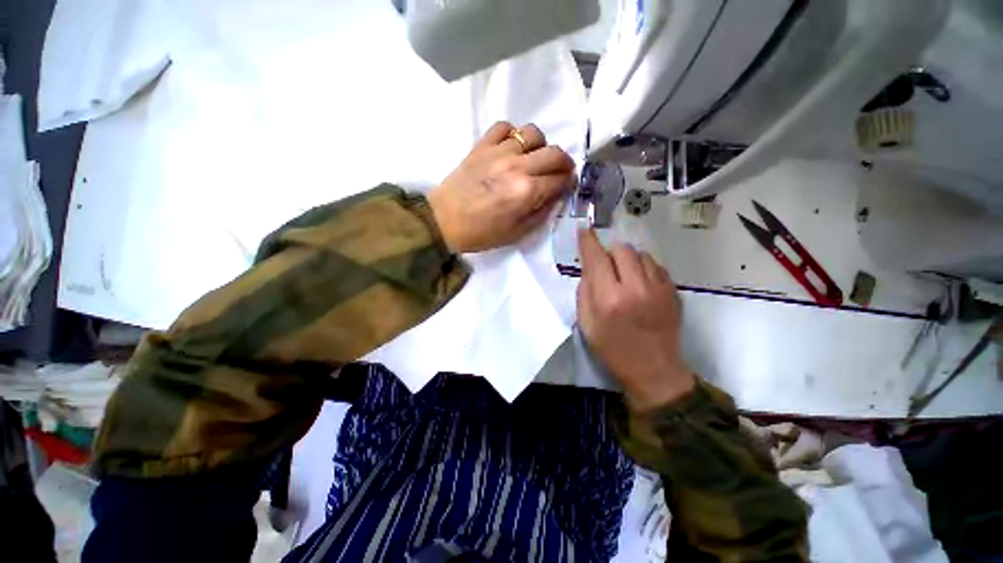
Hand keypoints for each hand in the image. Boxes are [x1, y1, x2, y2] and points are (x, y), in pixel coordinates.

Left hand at [427, 122, 575, 252]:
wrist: (443, 221)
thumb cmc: (481, 233)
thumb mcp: (517, 234)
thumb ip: (541, 213)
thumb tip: (555, 195)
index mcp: (526, 192)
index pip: (560, 179)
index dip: (568, 182)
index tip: (567, 185)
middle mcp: (517, 167)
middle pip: (554, 153)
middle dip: (564, 163)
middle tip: (559, 172)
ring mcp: (498, 152)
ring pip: (532, 133)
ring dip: (541, 145)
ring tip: (534, 158)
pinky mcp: (481, 145)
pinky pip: (504, 127)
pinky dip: (513, 135)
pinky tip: (511, 148)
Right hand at [577, 229, 695, 410]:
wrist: (654, 370)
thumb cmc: (613, 349)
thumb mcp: (587, 323)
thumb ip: (585, 290)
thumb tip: (589, 266)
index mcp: (609, 298)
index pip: (596, 259)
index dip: (588, 241)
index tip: (584, 230)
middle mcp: (635, 288)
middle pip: (622, 249)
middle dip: (609, 252)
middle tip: (606, 266)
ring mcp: (658, 288)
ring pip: (641, 254)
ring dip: (628, 259)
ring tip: (624, 276)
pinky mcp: (673, 291)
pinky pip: (656, 265)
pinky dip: (643, 268)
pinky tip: (640, 283)